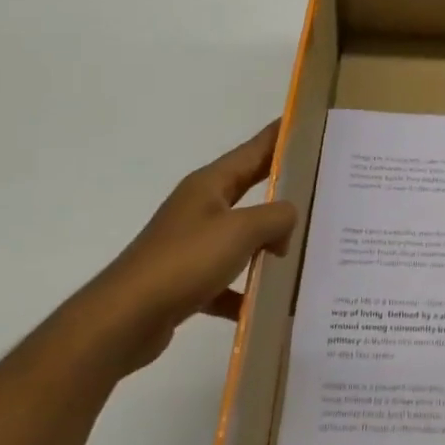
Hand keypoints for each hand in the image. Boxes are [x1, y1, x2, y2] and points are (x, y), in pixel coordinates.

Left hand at [67, 121, 297, 374]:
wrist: (124, 319)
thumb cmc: (184, 261)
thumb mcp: (241, 230)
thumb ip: (276, 217)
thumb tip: (288, 221)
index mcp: (210, 185)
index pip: (254, 149)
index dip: (281, 135)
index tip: (308, 124)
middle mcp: (200, 207)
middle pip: (250, 188)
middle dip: (282, 185)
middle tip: (320, 183)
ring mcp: (192, 244)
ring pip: (241, 236)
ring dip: (268, 243)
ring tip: (305, 247)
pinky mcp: (186, 280)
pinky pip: (226, 279)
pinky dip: (244, 290)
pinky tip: (266, 305)